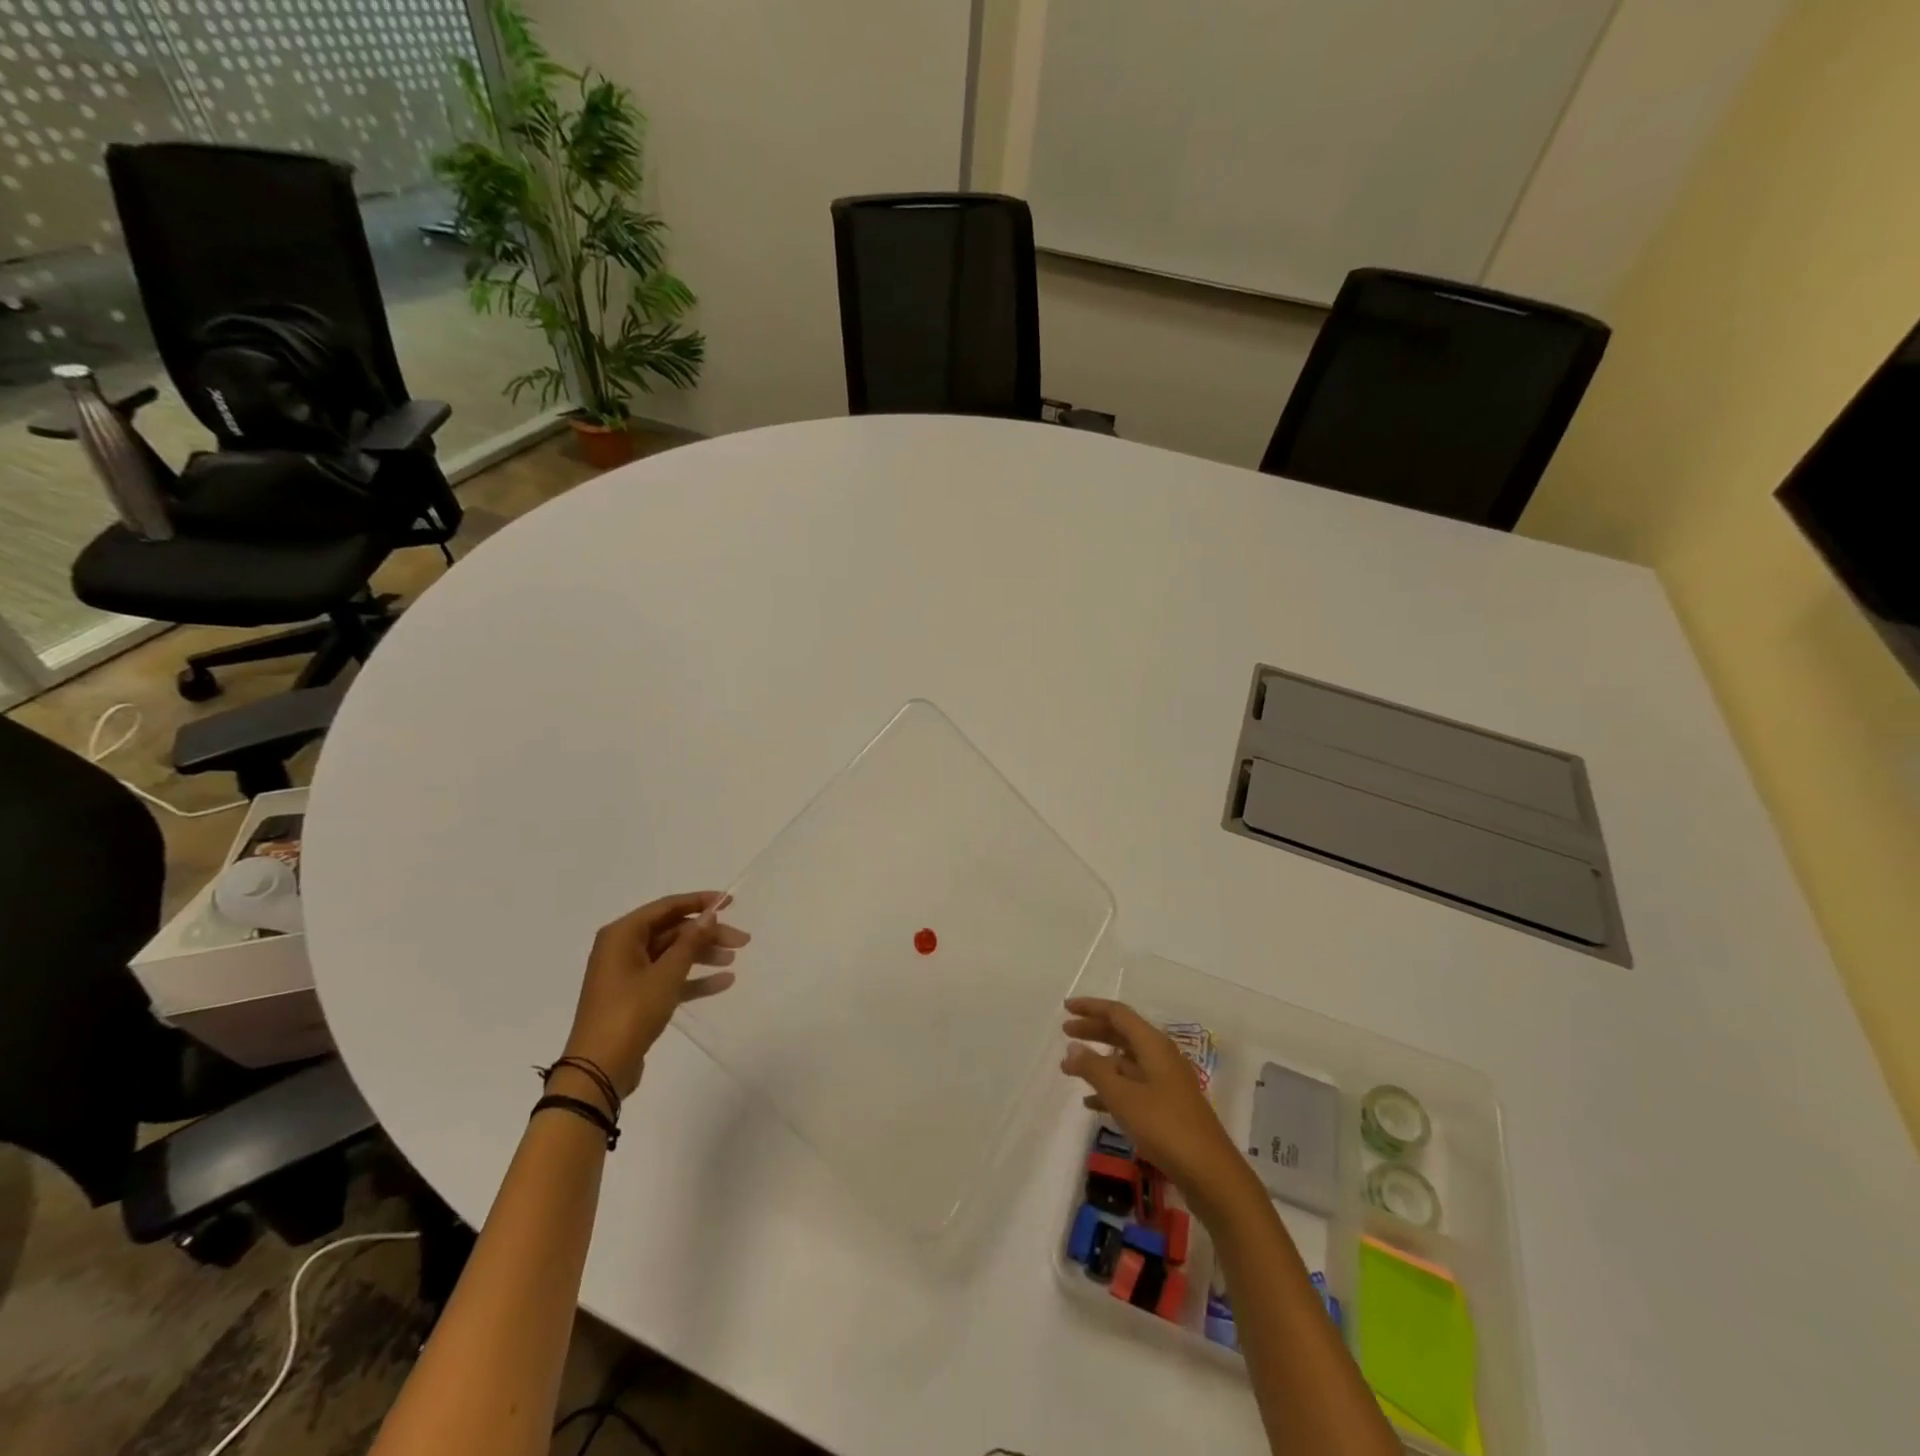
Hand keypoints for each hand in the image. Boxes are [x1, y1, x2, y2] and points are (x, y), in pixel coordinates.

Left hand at [558, 891, 748, 1102]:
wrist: (599, 1069)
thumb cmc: (631, 1012)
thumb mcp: (666, 974)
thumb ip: (690, 942)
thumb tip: (709, 915)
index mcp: (623, 935)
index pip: (667, 906)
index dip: (700, 902)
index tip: (730, 902)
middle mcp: (623, 948)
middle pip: (672, 931)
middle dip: (707, 935)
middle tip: (742, 941)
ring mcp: (628, 974)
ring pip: (672, 955)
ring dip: (703, 956)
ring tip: (733, 960)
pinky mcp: (635, 998)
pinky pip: (668, 978)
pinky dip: (693, 979)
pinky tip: (723, 982)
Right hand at [1061, 997, 1258, 1217]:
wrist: (1210, 1173)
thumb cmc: (1165, 1127)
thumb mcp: (1123, 1097)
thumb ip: (1095, 1069)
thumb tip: (1073, 1047)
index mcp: (1154, 1045)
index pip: (1118, 1014)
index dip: (1091, 1007)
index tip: (1066, 1008)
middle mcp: (1161, 1057)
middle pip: (1122, 1033)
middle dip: (1093, 1031)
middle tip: (1064, 1033)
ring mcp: (1165, 1082)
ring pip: (1125, 1061)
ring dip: (1098, 1062)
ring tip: (1069, 1069)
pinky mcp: (1166, 1106)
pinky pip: (1132, 1086)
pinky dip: (1111, 1088)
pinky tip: (1090, 1103)